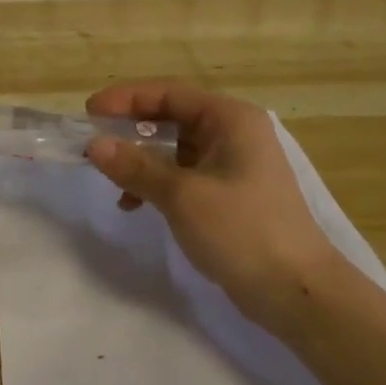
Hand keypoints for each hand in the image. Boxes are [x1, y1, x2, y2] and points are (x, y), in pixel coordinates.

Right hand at [85, 81, 339, 334]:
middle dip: (132, 131)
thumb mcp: (182, 196)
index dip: (126, 99)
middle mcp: (234, 133)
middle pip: (173, 118)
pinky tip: (138, 205)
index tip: (89, 113)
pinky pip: (185, 175)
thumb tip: (95, 145)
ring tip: (115, 185)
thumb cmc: (242, 231)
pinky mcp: (232, 194)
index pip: (170, 94)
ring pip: (176, 149)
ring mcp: (235, 164)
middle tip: (95, 145)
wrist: (296, 290)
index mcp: (230, 119)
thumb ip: (136, 167)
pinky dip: (159, 184)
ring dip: (143, 162)